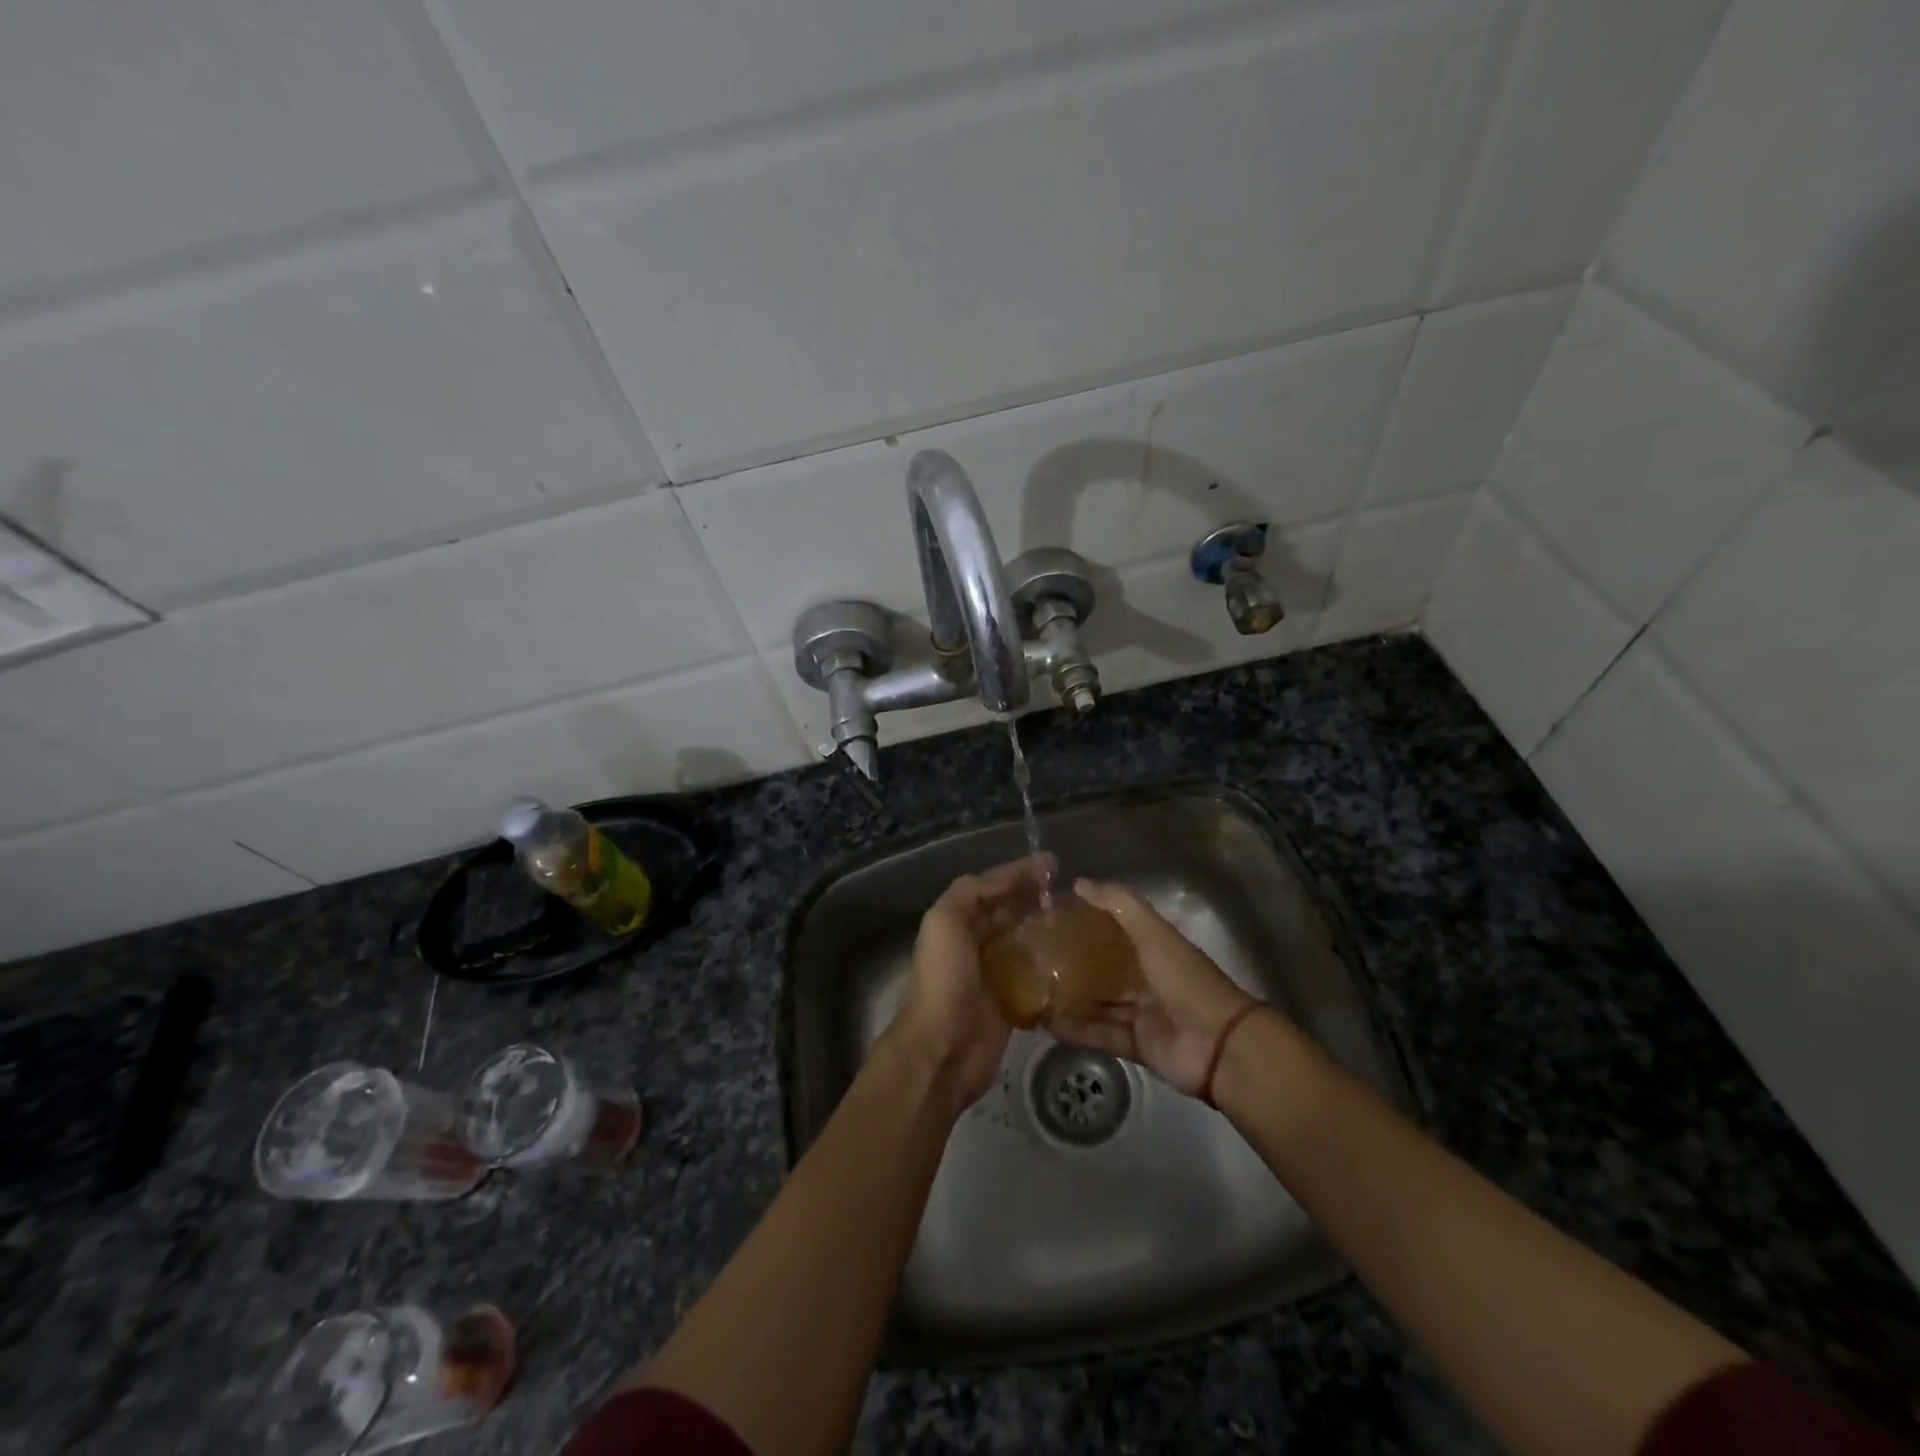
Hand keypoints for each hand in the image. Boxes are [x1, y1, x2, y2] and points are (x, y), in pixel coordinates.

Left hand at [886, 855, 1054, 1110]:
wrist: (942, 1049)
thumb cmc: (943, 980)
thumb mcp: (945, 921)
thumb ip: (972, 892)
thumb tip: (1011, 877)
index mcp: (957, 922)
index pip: (993, 887)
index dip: (1020, 873)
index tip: (1056, 864)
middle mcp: (975, 944)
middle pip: (1012, 914)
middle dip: (1038, 900)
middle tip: (1075, 893)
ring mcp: (994, 976)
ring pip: (1026, 945)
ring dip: (1049, 932)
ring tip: (1082, 922)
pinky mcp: (1011, 1006)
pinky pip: (1036, 980)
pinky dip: (1053, 969)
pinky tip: (1078, 960)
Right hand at [1049, 878, 1257, 1097]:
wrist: (1220, 1045)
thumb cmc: (1185, 980)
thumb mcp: (1154, 934)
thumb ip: (1120, 906)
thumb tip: (1079, 883)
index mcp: (1154, 948)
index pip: (1115, 930)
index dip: (1087, 923)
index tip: (1051, 918)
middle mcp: (1147, 978)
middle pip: (1104, 969)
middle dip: (1073, 964)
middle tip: (1033, 958)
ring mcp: (1142, 1013)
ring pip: (1099, 1003)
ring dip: (1071, 998)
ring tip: (1033, 991)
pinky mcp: (1136, 1045)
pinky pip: (1101, 1034)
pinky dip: (1077, 1030)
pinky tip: (1047, 1024)